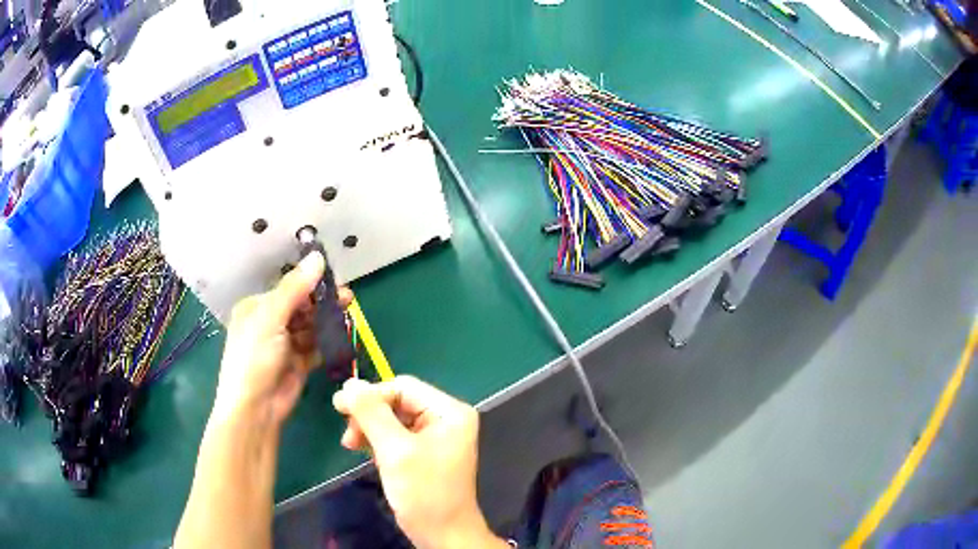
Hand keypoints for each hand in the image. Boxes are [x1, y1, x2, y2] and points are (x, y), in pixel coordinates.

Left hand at [214, 251, 352, 425]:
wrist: (255, 409)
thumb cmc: (254, 358)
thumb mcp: (271, 318)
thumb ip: (295, 288)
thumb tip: (318, 256)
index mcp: (257, 308)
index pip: (288, 289)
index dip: (310, 283)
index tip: (334, 280)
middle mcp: (269, 324)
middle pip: (301, 307)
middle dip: (323, 303)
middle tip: (348, 298)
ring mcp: (284, 345)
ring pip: (311, 327)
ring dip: (327, 322)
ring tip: (348, 317)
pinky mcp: (298, 364)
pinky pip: (316, 348)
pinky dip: (327, 343)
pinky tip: (342, 338)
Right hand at [333, 377, 507, 548]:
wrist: (442, 535)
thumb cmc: (424, 493)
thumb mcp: (395, 451)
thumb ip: (372, 414)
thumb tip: (350, 383)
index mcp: (449, 412)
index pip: (403, 387)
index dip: (371, 395)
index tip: (340, 408)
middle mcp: (445, 419)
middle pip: (397, 401)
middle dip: (369, 415)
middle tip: (347, 433)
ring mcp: (435, 436)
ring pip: (392, 418)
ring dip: (369, 428)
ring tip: (350, 444)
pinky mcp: (423, 453)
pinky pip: (395, 435)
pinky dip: (377, 440)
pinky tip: (363, 449)